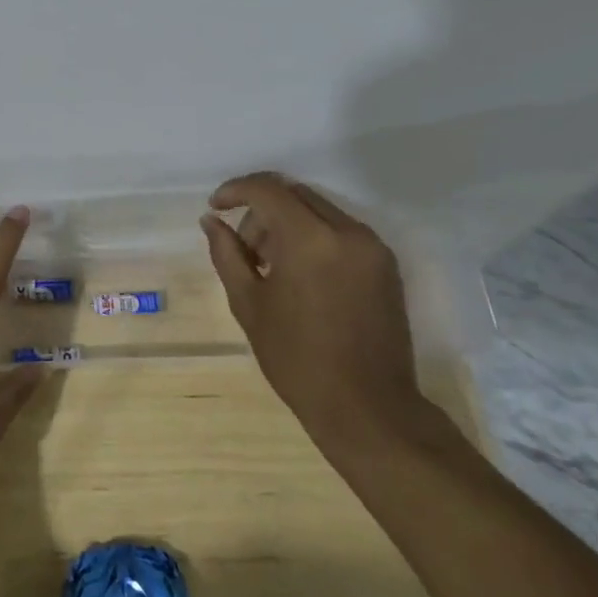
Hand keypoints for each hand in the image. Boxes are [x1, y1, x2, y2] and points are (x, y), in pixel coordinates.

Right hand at [201, 172, 426, 455]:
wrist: (367, 407)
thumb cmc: (296, 359)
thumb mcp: (249, 304)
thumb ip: (227, 253)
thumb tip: (212, 221)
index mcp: (310, 239)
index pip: (267, 190)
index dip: (235, 190)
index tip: (215, 208)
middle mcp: (347, 231)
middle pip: (294, 194)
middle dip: (260, 209)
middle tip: (243, 247)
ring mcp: (372, 246)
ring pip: (318, 209)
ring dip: (287, 222)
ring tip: (269, 265)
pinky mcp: (386, 263)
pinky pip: (340, 230)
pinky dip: (313, 236)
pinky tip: (298, 274)